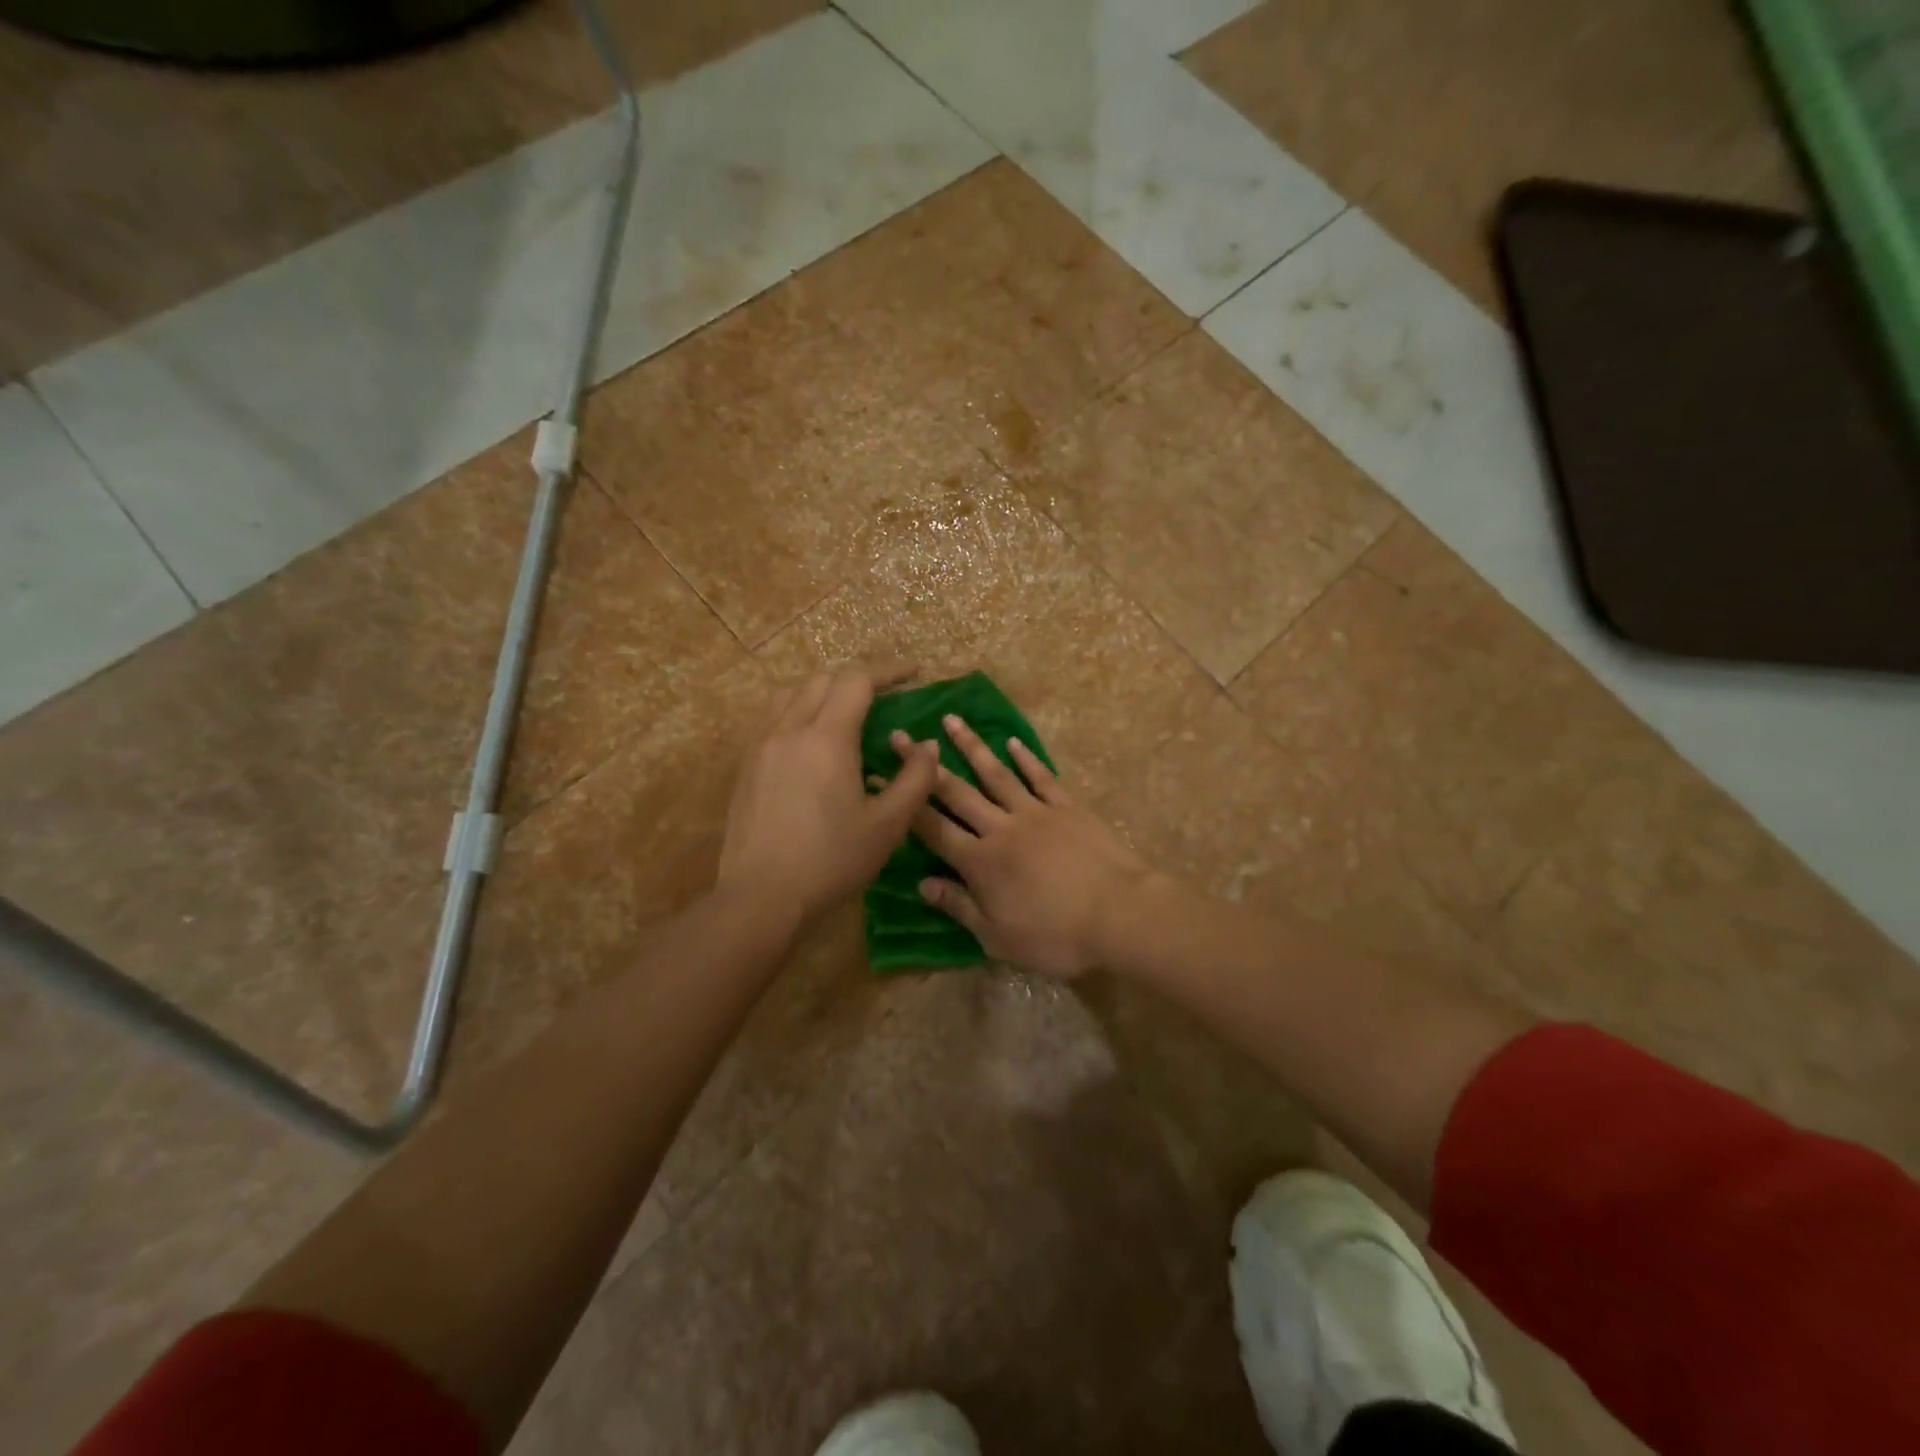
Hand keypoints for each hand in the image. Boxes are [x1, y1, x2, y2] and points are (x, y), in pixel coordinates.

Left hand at [719, 666, 939, 927]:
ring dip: (823, 692)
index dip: (889, 671)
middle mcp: (789, 730)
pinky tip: (810, 743)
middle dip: (857, 680)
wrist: (761, 897)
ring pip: (791, 695)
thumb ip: (915, 779)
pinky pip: (773, 719)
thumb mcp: (887, 825)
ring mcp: (760, 747)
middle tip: (885, 696)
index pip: (857, 681)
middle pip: (822, 681)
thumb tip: (927, 746)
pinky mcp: (745, 767)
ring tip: (845, 712)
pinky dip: (798, 712)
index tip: (914, 673)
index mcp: (826, 738)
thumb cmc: (831, 861)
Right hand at [900, 714, 1152, 977]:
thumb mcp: (998, 937)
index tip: (881, 776)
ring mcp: (1035, 811)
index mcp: (979, 861)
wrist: (1119, 914)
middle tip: (902, 735)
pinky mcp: (1067, 806)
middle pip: (956, 791)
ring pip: (995, 773)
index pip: (931, 828)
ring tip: (951, 720)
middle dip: (925, 764)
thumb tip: (921, 884)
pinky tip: (1011, 743)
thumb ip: (959, 907)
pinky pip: (1041, 777)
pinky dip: (1025, 758)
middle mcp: (1000, 827)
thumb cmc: (1056, 935)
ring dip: (971, 746)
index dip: (904, 804)